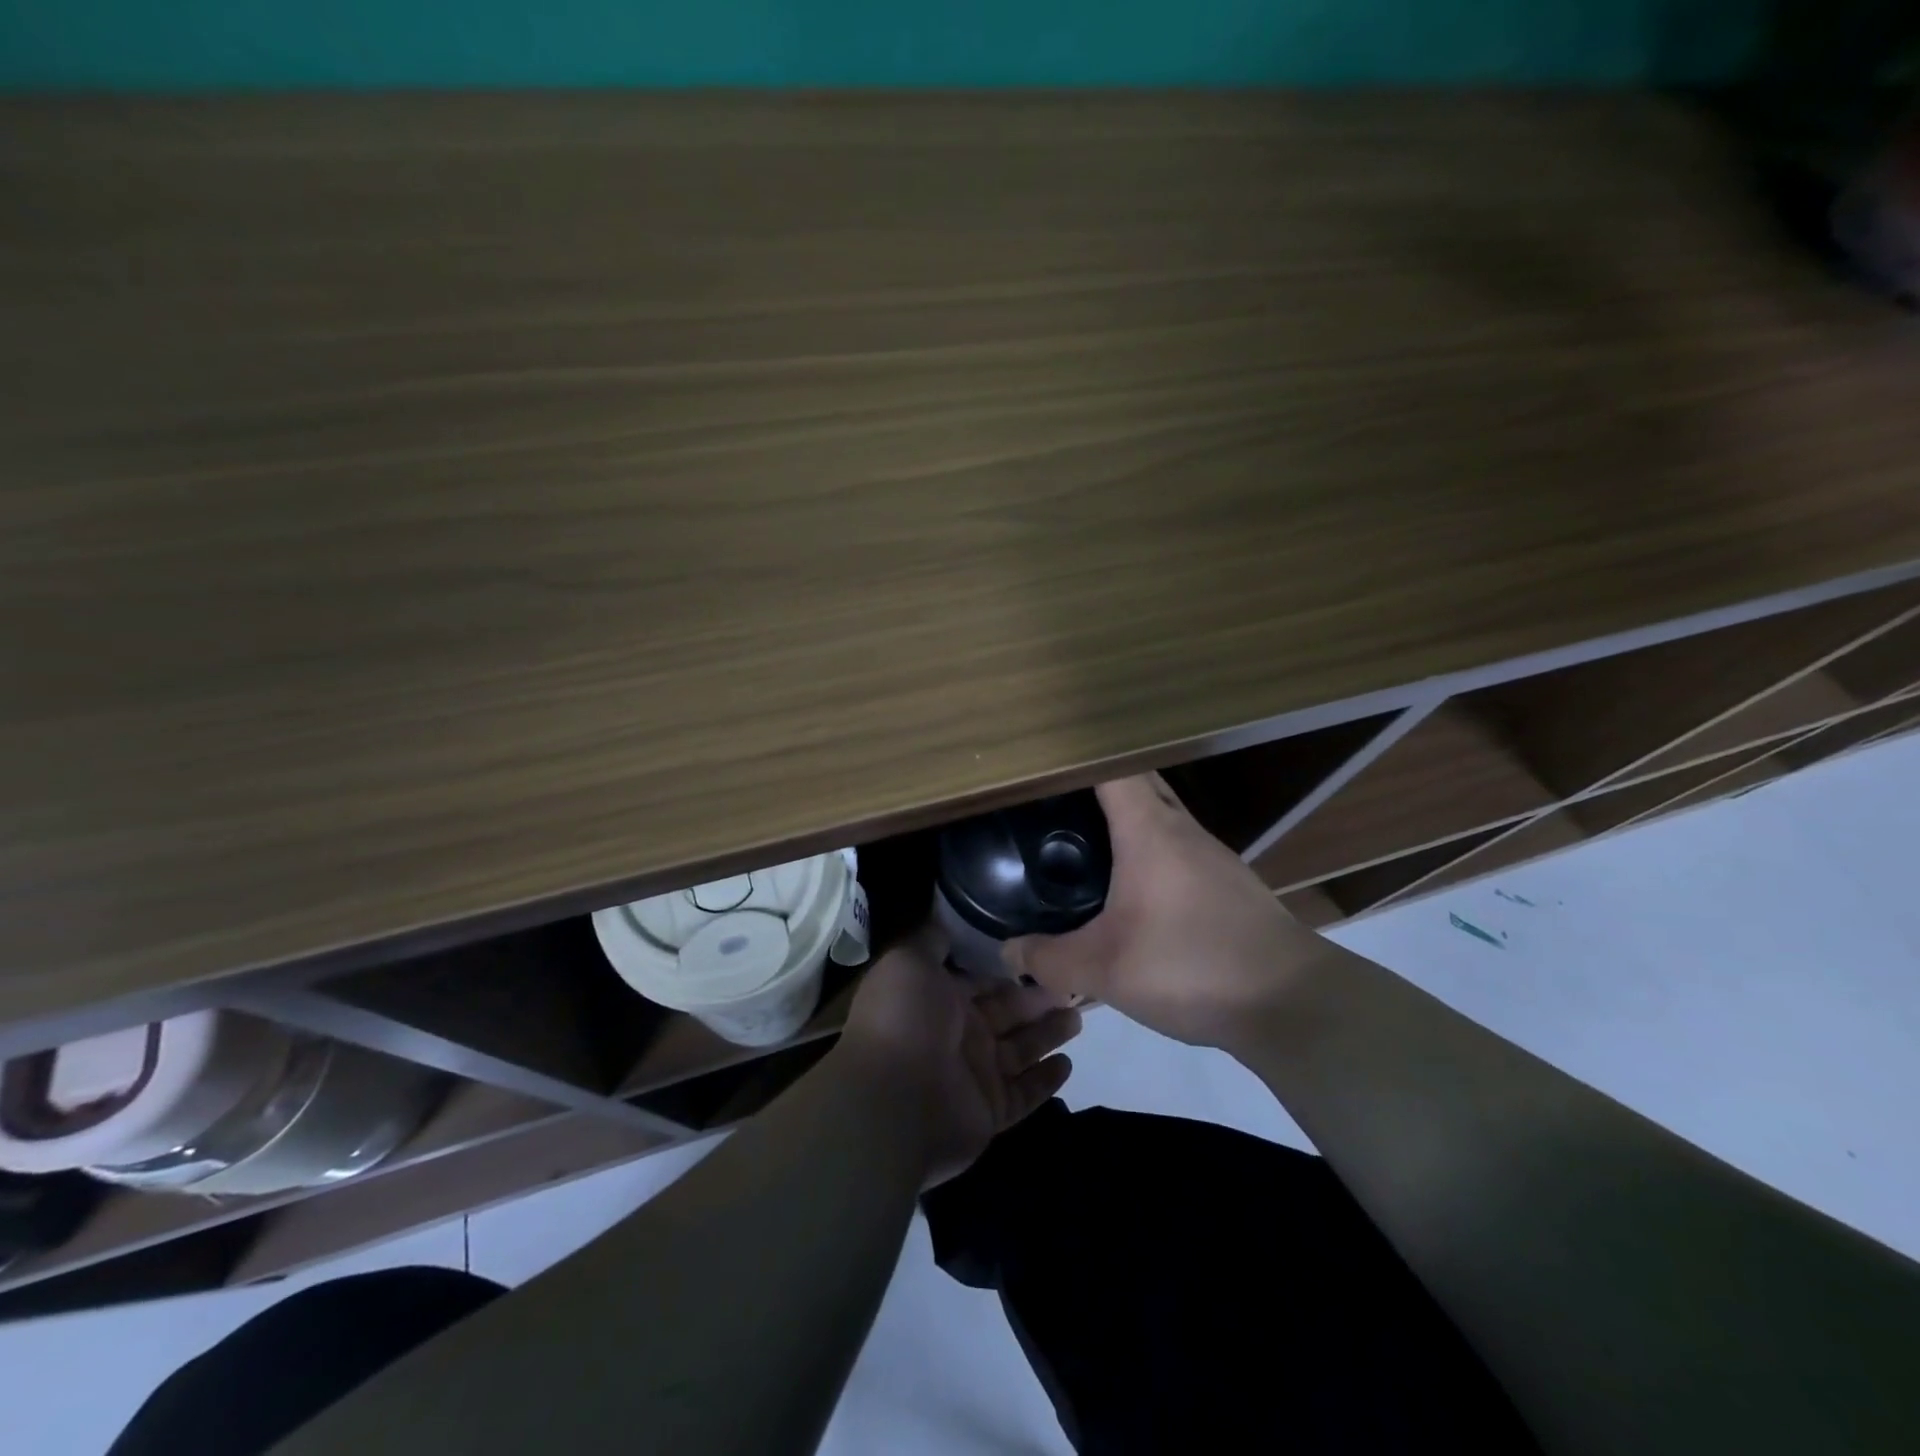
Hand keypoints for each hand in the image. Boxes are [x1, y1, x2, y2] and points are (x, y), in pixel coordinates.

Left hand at [837, 926, 1080, 1186]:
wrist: (891, 1102)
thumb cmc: (903, 1021)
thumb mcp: (910, 962)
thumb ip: (932, 942)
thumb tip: (947, 919)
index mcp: (938, 998)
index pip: (981, 979)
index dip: (1009, 967)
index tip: (1043, 949)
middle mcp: (958, 1034)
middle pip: (1007, 1012)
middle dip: (1037, 998)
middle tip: (1073, 981)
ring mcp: (974, 1074)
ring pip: (1021, 1049)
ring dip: (1048, 1033)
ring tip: (1079, 1015)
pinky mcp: (990, 1111)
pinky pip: (1024, 1092)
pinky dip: (1045, 1080)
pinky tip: (1068, 1063)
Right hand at [1003, 774, 1312, 1047]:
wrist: (1293, 1003)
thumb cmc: (1191, 967)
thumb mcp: (1104, 970)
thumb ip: (1048, 960)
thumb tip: (1008, 952)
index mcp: (1150, 830)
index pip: (1111, 767)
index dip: (1075, 757)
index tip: (1041, 765)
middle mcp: (1183, 829)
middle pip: (1138, 782)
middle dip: (1096, 784)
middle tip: (1052, 804)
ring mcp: (1213, 855)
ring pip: (1162, 815)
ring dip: (1127, 818)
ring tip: (1085, 841)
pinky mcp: (1230, 883)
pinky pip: (1179, 847)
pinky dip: (1150, 850)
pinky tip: (1134, 889)